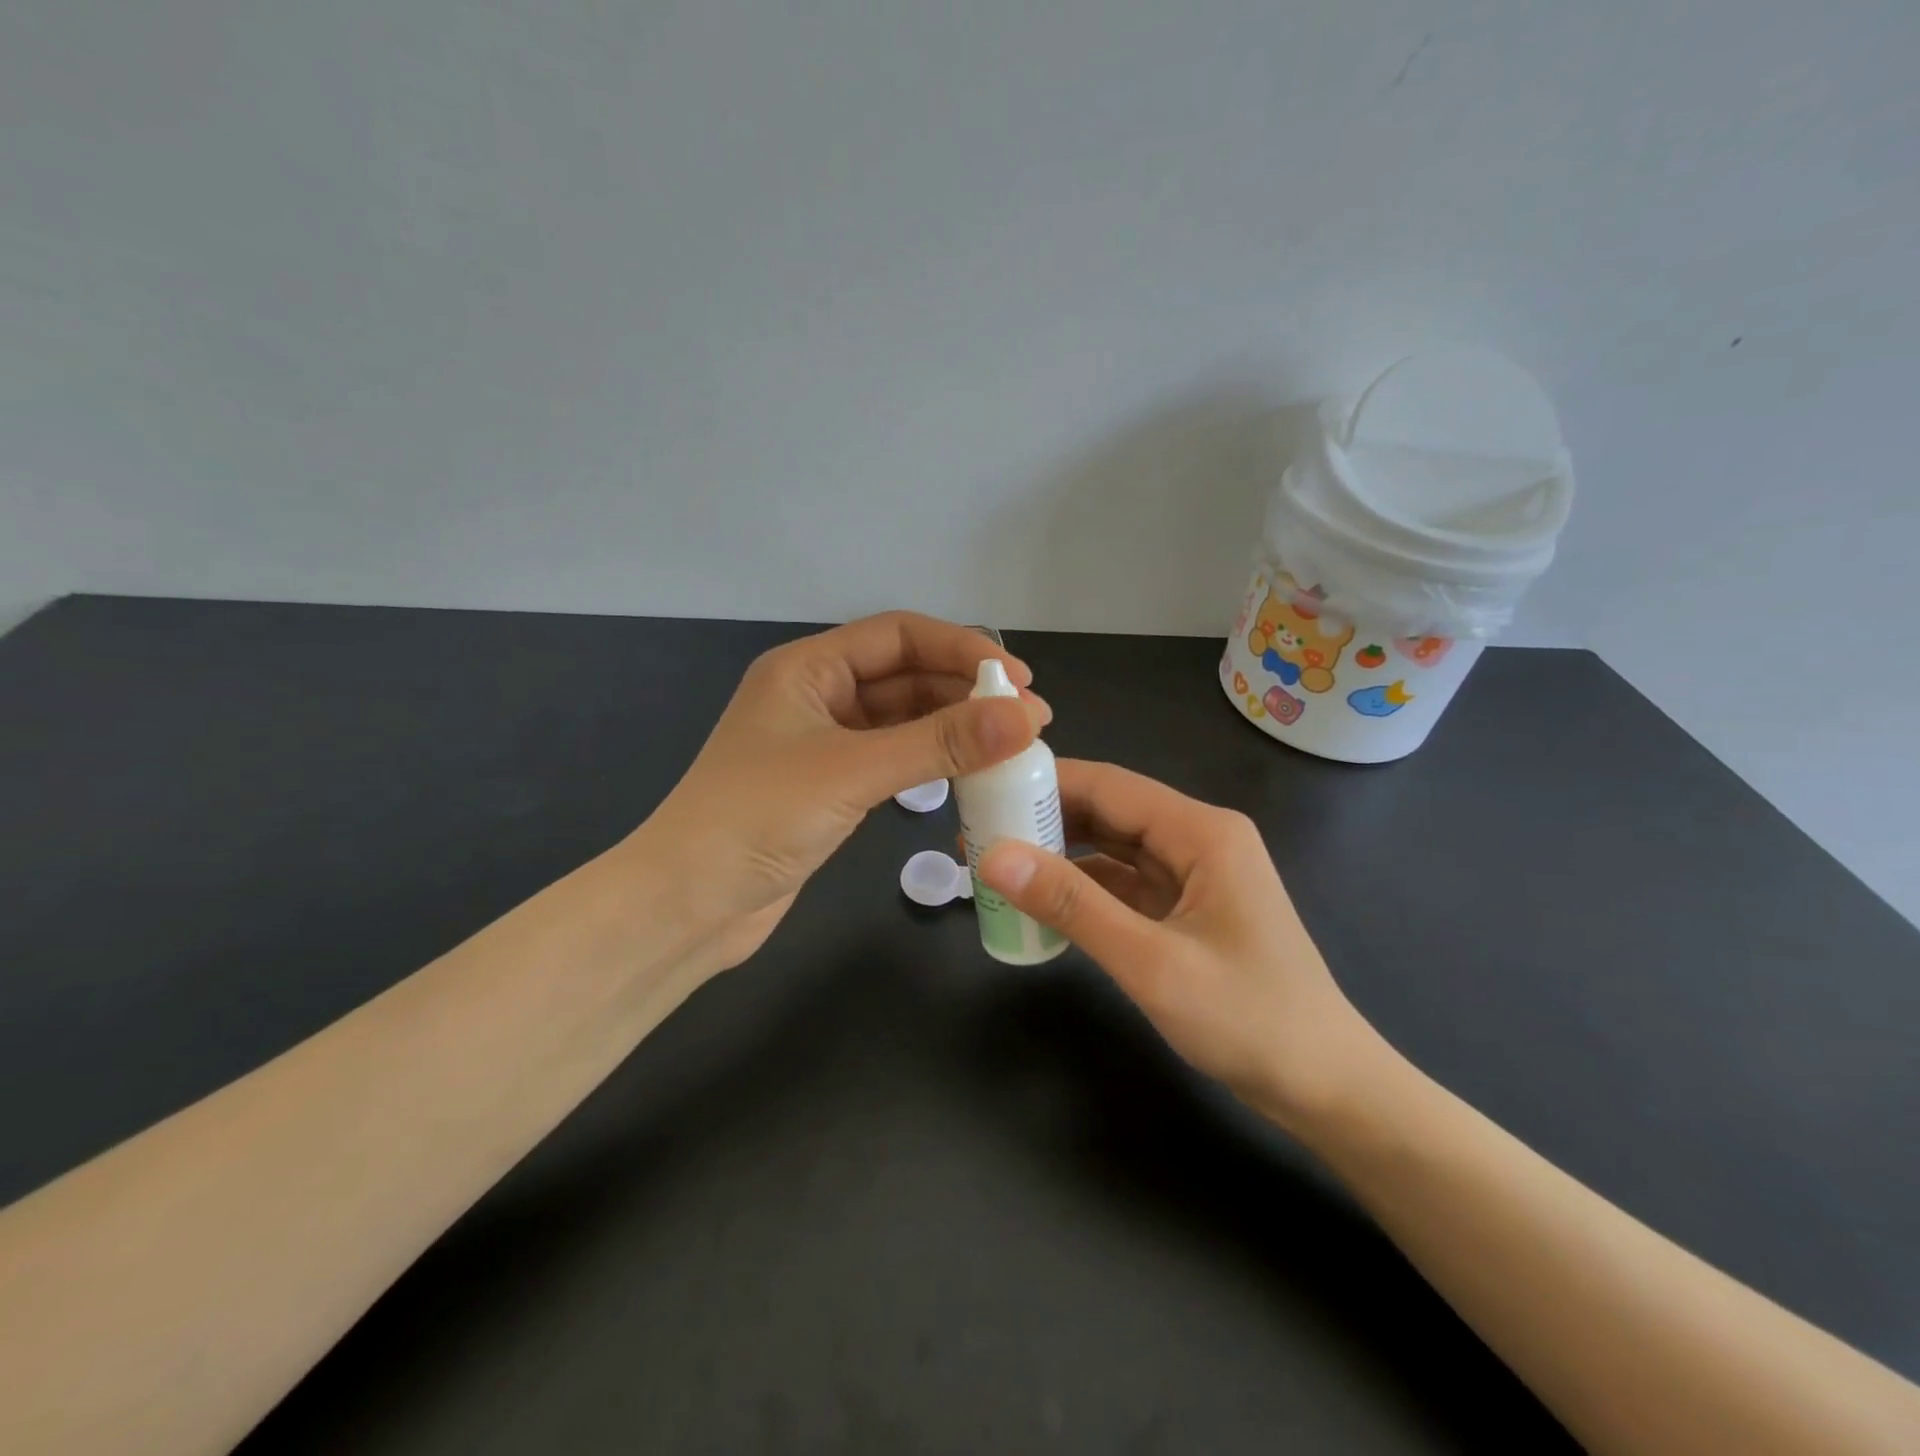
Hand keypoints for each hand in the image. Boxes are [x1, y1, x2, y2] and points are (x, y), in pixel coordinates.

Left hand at [633, 612, 1048, 970]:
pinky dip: (933, 761)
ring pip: (904, 719)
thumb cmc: (757, 819)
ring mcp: (825, 743)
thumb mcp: (852, 772)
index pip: (899, 636)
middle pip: (906, 675)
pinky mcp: (833, 786)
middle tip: (1030, 718)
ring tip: (1012, 745)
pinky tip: (971, 772)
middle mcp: (818, 695)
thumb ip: (938, 743)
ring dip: (955, 728)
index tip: (1019, 680)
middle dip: (967, 691)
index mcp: (808, 668)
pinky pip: (895, 758)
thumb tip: (1023, 717)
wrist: (687, 904)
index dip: (962, 649)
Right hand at [977, 761, 1384, 1134]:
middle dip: (1044, 817)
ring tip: (996, 860)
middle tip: (978, 829)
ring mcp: (1193, 874)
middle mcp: (1197, 839)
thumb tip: (993, 856)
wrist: (1326, 1087)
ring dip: (1059, 852)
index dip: (1044, 781)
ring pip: (1112, 846)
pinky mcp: (1185, 907)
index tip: (985, 788)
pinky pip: (1123, 883)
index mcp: (1201, 831)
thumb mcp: (1150, 962)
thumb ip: (1072, 905)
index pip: (1109, 785)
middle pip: (1108, 810)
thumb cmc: (1248, 1020)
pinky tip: (1041, 898)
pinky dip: (1082, 887)